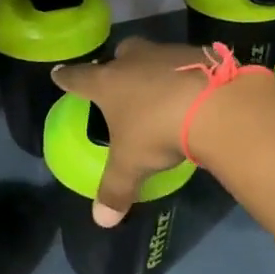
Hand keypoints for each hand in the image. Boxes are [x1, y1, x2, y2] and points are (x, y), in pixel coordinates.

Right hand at [53, 37, 274, 224]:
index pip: (78, 78)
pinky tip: (195, 93)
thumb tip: (102, 221)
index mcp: (108, 83)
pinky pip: (189, 63)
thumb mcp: (132, 165)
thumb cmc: (158, 131)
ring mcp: (169, 53)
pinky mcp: (202, 54)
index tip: (59, 74)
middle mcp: (134, 60)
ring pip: (155, 56)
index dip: (67, 78)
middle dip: (117, 64)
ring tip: (162, 91)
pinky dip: (188, 76)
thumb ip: (115, 190)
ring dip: (155, 70)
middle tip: (120, 79)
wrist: (216, 106)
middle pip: (120, 54)